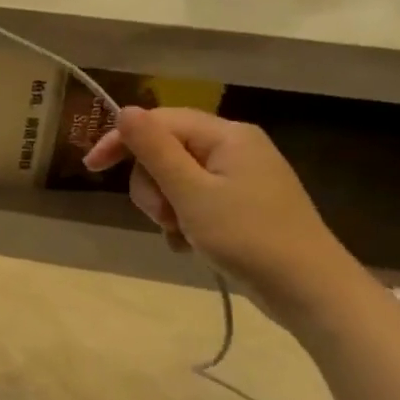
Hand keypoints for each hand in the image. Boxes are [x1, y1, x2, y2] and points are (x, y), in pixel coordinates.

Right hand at [83, 107, 358, 318]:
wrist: (307, 289)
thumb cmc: (247, 236)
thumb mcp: (191, 193)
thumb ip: (155, 150)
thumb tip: (124, 110)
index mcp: (226, 135)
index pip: (160, 122)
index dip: (122, 140)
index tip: (91, 168)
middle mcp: (234, 148)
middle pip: (166, 151)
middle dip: (152, 185)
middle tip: (163, 217)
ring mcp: (238, 177)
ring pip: (175, 179)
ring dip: (165, 207)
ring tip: (178, 234)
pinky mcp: (240, 205)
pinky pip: (193, 200)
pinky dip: (182, 220)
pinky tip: (187, 244)